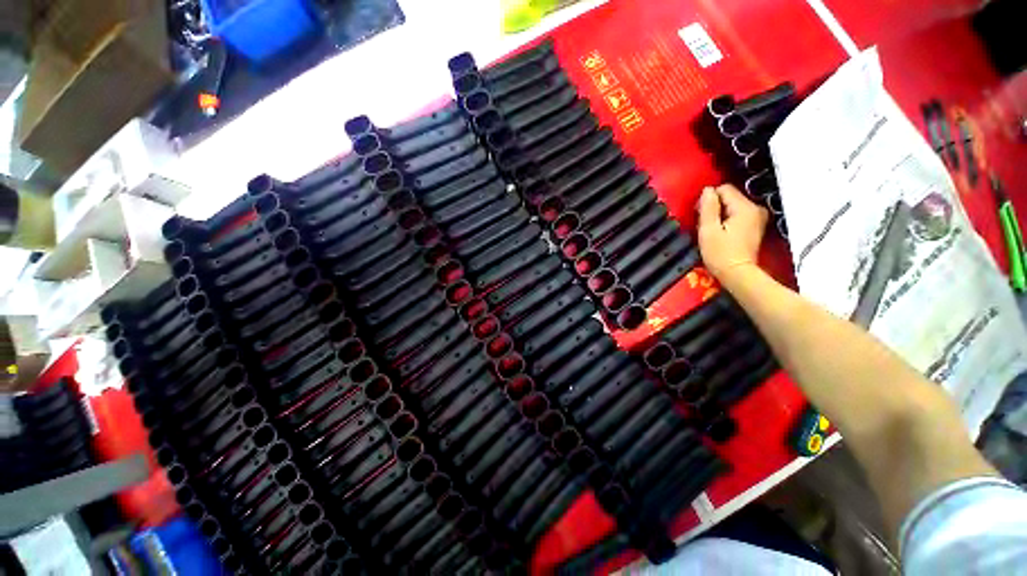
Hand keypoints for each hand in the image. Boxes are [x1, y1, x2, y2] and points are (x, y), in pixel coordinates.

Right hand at [697, 184, 768, 280]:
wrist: (738, 274)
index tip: (700, 215)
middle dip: (715, 207)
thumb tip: (707, 190)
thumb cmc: (720, 254)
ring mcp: (757, 217)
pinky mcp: (755, 226)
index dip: (708, 199)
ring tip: (712, 231)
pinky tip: (722, 233)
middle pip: (729, 196)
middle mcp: (755, 208)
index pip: (723, 189)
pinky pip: (737, 214)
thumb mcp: (708, 230)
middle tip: (705, 225)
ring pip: (732, 206)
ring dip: (720, 214)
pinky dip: (727, 220)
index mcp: (745, 207)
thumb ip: (708, 207)